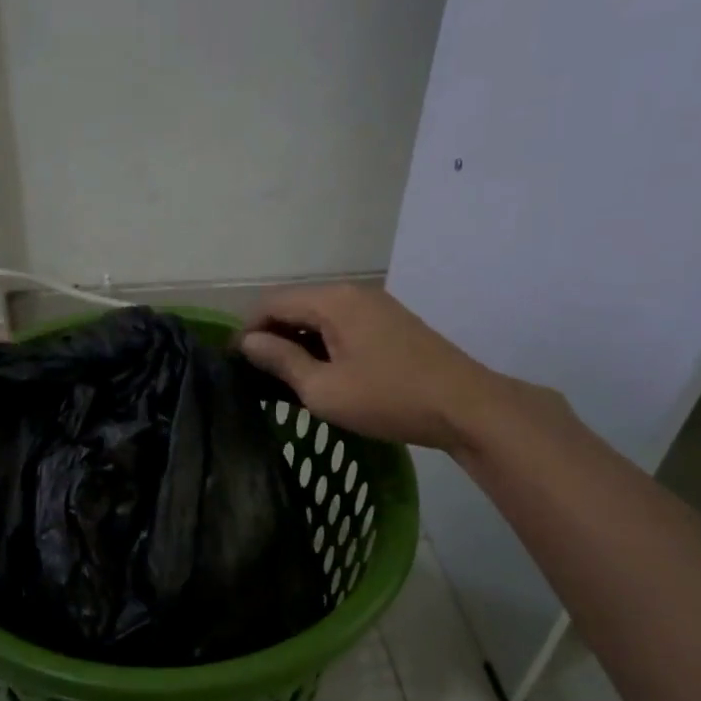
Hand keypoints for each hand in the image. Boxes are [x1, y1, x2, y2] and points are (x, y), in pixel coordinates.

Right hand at [240, 284, 508, 453]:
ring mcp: (376, 306)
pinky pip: (342, 325)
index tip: (235, 363)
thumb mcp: (323, 388)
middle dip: (272, 336)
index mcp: (332, 301)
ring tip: (286, 379)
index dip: (248, 330)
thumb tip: (248, 342)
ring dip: (298, 342)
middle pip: (296, 305)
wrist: (465, 407)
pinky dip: (323, 344)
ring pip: (320, 316)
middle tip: (258, 375)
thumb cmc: (387, 398)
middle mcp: (352, 293)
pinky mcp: (391, 323)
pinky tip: (322, 374)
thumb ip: (281, 361)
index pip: (272, 302)